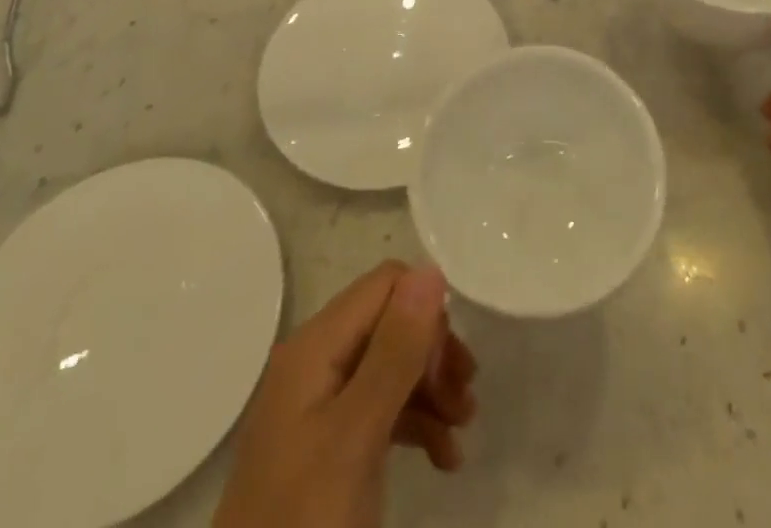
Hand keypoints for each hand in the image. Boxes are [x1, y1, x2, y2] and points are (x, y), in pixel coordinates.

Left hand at [213, 261, 477, 527]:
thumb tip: (431, 267)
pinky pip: (381, 410)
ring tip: (463, 430)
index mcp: (316, 344)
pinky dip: (416, 423)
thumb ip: (394, 350)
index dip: (426, 313)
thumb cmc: (305, 520)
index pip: (386, 285)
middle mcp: (317, 361)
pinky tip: (443, 457)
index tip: (452, 366)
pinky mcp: (329, 446)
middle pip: (391, 324)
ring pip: (390, 367)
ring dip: (432, 390)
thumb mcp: (357, 435)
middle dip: (434, 355)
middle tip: (465, 401)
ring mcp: (321, 405)